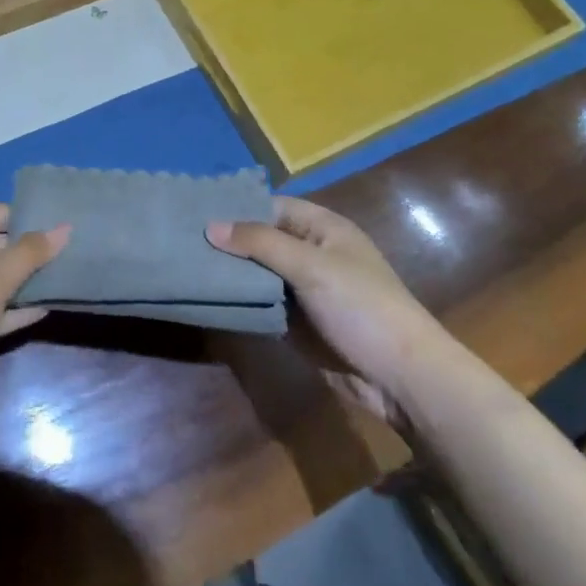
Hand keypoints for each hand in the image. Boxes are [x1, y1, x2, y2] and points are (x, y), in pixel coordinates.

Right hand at [207, 198, 433, 396]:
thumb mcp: (310, 266)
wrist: (402, 378)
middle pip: (263, 240)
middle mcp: (313, 254)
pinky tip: (210, 298)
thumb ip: (260, 243)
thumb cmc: (361, 307)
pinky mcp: (300, 324)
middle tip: (183, 241)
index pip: (272, 207)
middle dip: (230, 242)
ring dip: (233, 274)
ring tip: (187, 266)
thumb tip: (210, 226)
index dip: (238, 208)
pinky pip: (265, 305)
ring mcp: (306, 291)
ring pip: (261, 275)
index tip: (196, 211)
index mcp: (323, 229)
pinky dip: (244, 303)